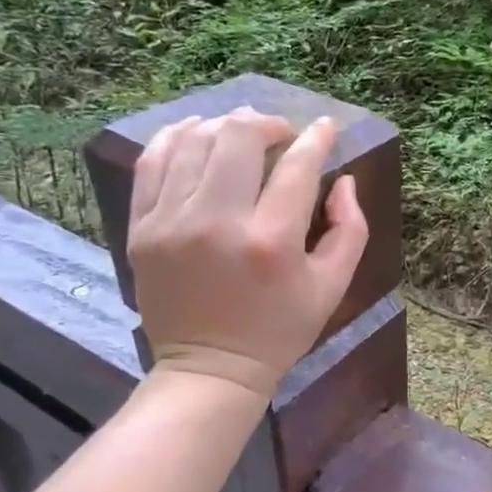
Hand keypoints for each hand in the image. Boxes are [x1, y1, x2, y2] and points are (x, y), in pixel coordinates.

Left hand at [127, 108, 367, 400]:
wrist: (210, 368)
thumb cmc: (279, 330)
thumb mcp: (332, 287)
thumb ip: (349, 228)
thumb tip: (342, 180)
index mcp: (272, 242)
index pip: (298, 166)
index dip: (317, 139)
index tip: (326, 128)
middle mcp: (218, 223)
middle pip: (239, 138)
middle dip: (268, 123)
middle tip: (281, 134)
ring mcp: (171, 223)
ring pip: (194, 140)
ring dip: (225, 126)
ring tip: (241, 133)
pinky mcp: (141, 228)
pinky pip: (152, 161)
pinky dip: (177, 137)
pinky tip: (197, 133)